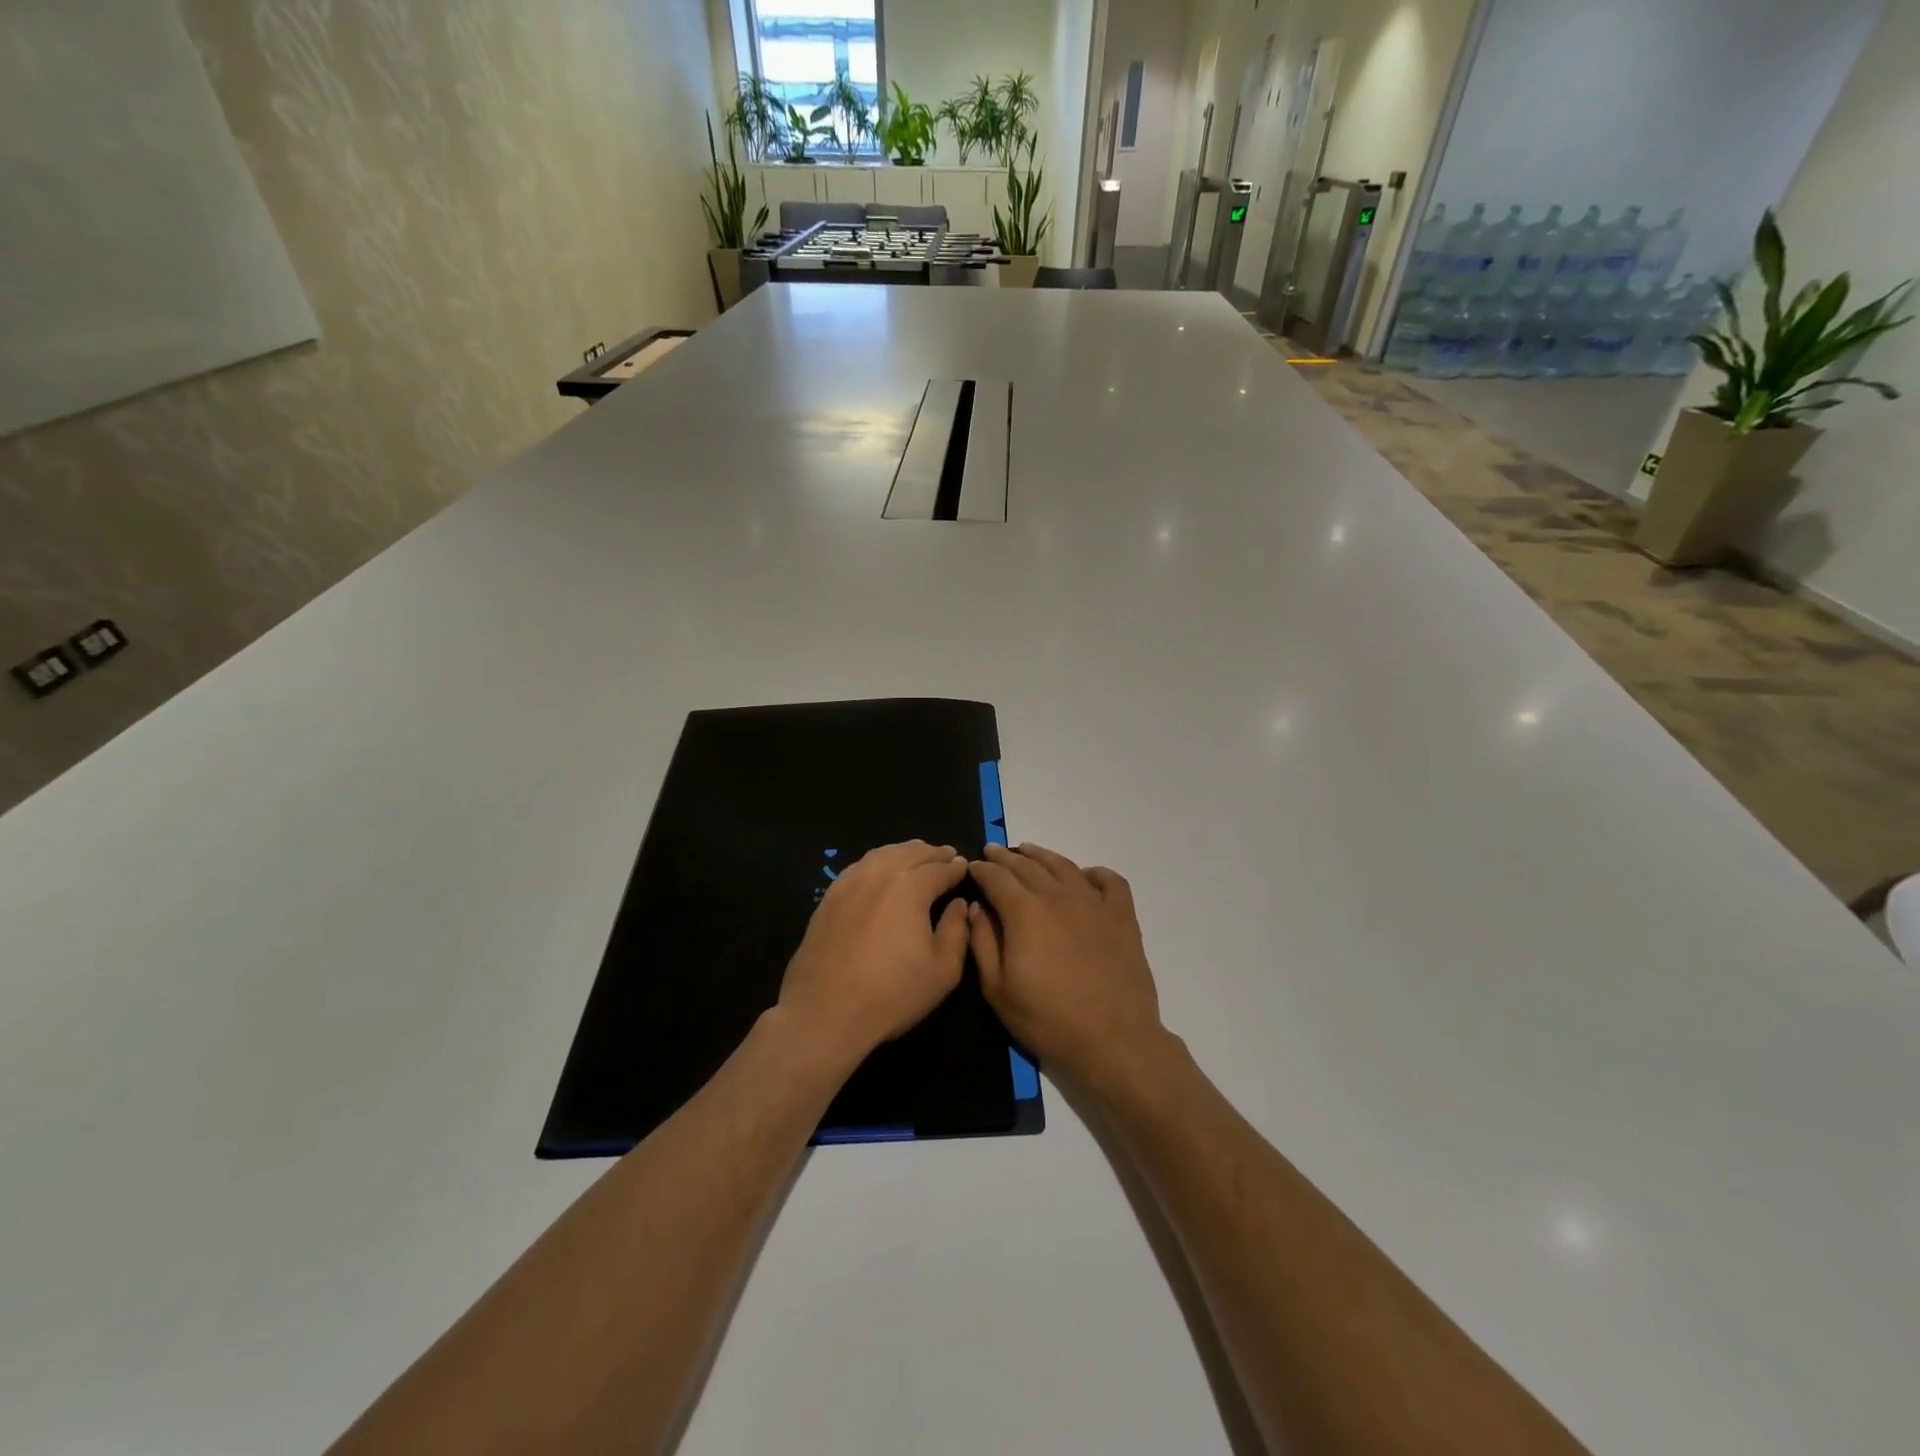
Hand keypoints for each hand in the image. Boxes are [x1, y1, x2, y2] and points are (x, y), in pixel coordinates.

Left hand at [776, 840, 970, 1070]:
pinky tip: (880, 870)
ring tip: (916, 856)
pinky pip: (858, 866)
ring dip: (904, 852)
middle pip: (910, 852)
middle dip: (932, 853)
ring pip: (882, 854)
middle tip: (946, 855)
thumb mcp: (943, 970)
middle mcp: (879, 874)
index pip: (940, 868)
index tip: (964, 866)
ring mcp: (849, 883)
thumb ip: (957, 930)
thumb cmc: (892, 993)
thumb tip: (959, 904)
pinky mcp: (829, 897)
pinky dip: (877, 861)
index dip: (955, 867)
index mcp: (910, 887)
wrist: (825, 1012)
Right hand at [967, 843, 1168, 1088]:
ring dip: (1042, 855)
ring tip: (1028, 851)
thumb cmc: (1048, 1019)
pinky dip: (1095, 873)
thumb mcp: (998, 989)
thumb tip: (976, 907)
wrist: (1113, 1039)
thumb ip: (982, 942)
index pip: (996, 877)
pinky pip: (1110, 882)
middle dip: (1005, 857)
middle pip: (1027, 865)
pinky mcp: (1122, 916)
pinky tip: (1085, 876)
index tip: (972, 866)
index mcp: (1024, 911)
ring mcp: (1094, 903)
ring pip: (1063, 865)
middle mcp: (1058, 896)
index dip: (981, 869)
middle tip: (993, 851)